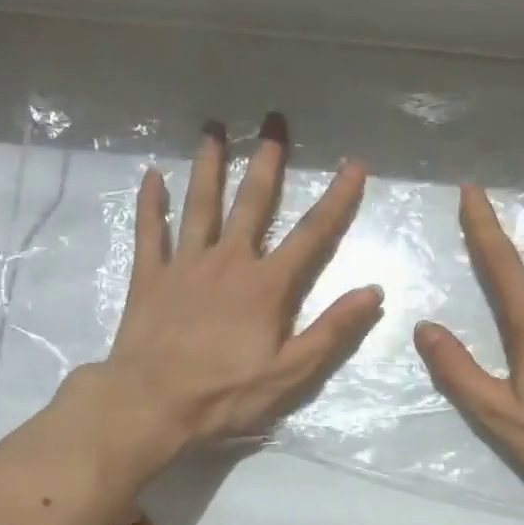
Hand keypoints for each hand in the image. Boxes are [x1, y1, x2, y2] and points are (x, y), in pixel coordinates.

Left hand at [91, 114, 381, 451]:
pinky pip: (150, 231)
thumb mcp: (291, 372)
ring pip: (200, 205)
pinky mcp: (150, 276)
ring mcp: (185, 265)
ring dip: (209, 166)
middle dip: (267, 162)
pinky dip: (151, 203)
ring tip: (213, 129)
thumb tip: (373, 291)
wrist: (151, 403)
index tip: (354, 164)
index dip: (337, 198)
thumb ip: (332, 330)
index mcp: (267, 285)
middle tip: (273, 121)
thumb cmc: (226, 392)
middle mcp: (228, 261)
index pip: (312, 234)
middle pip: (252, 203)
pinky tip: (152, 175)